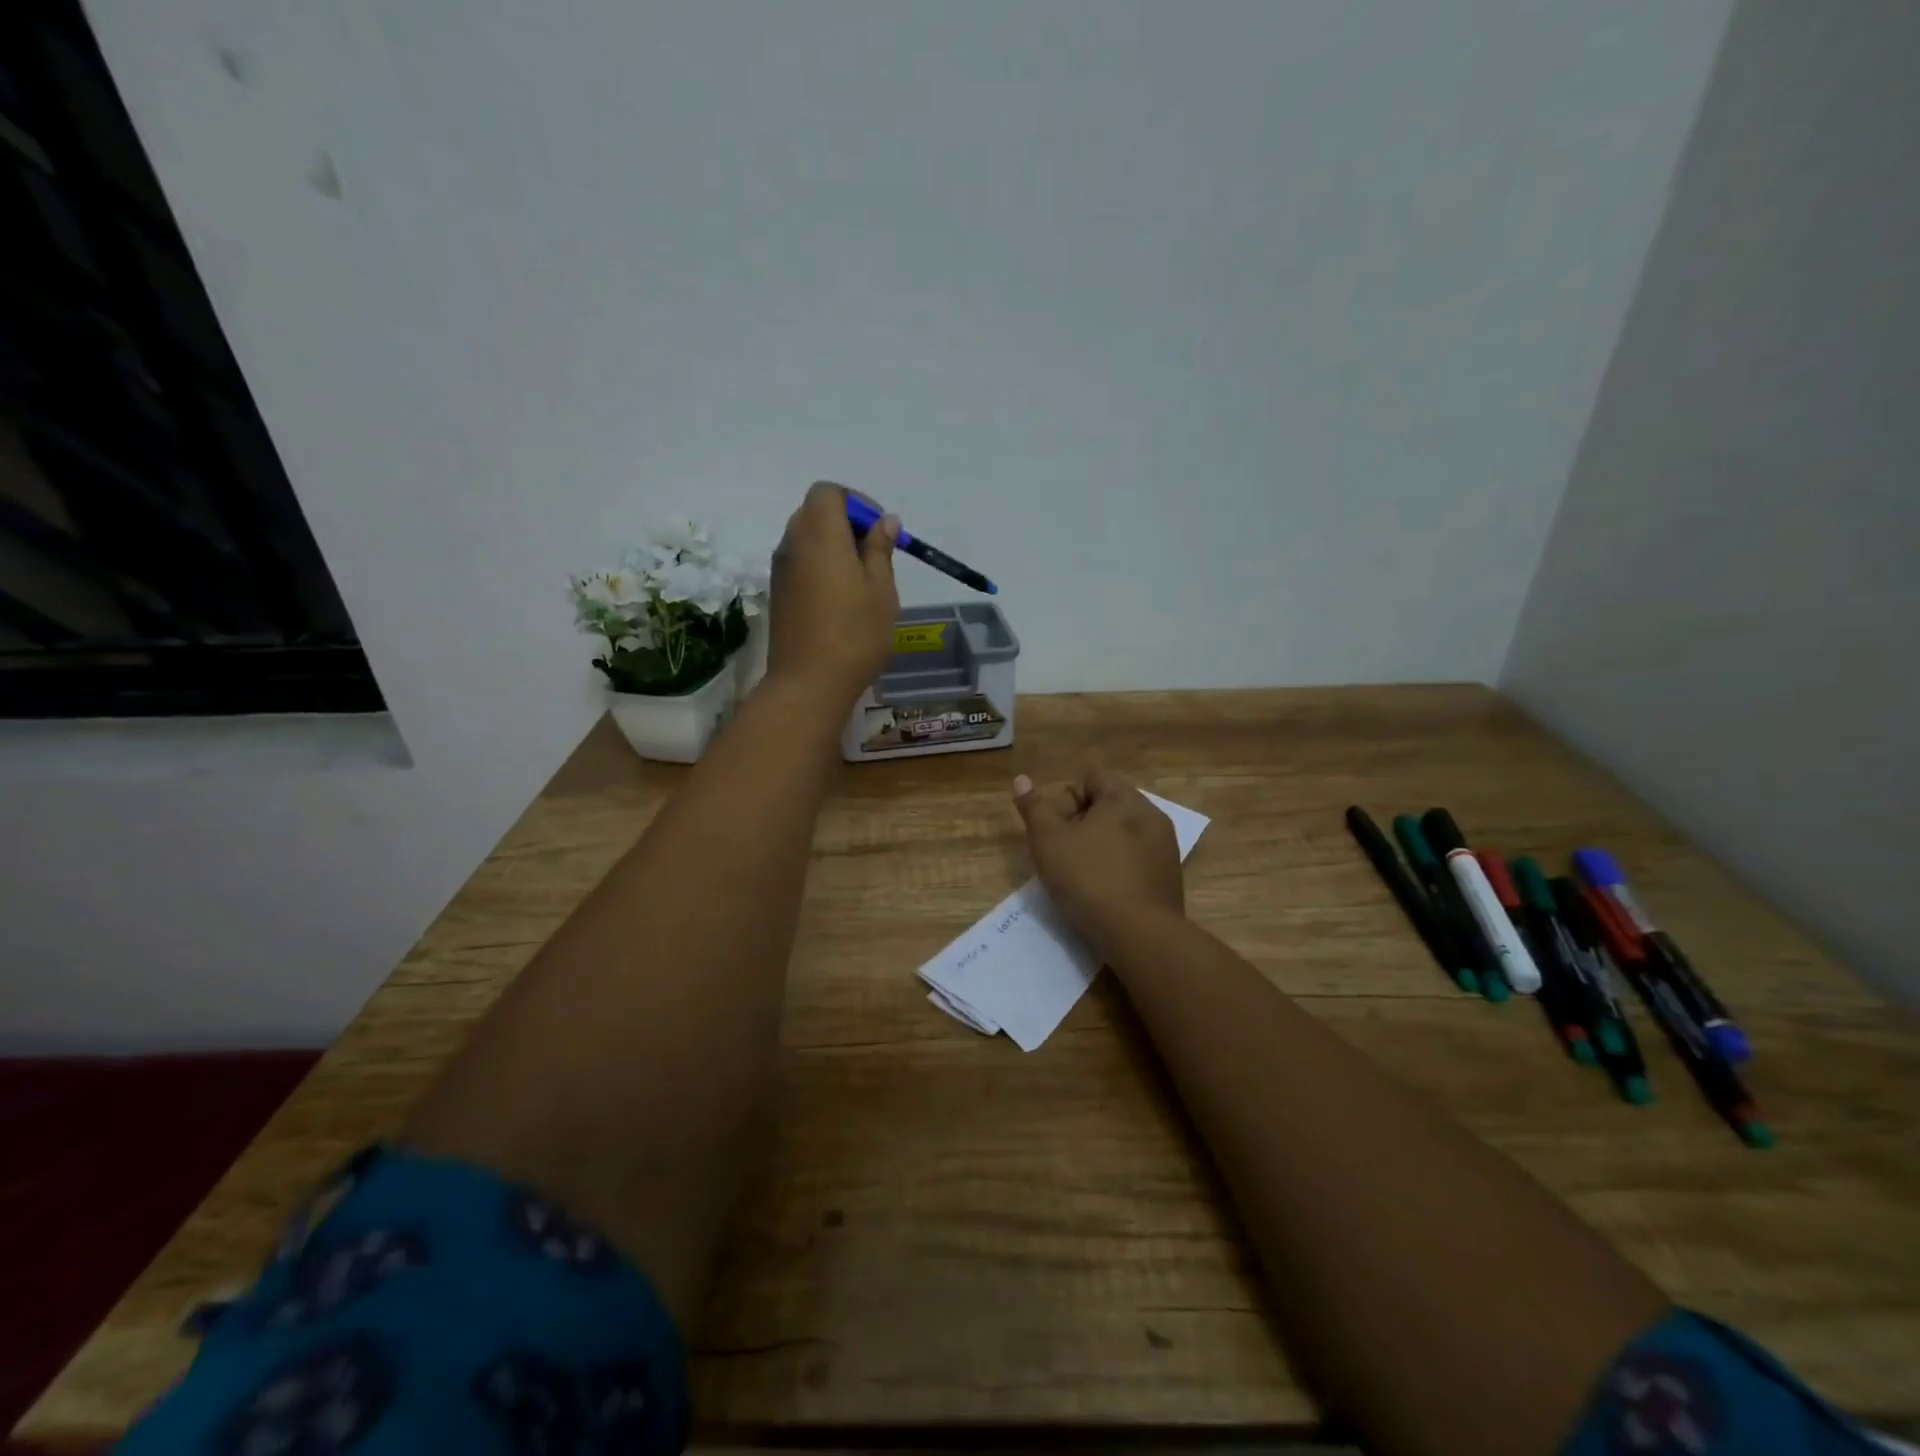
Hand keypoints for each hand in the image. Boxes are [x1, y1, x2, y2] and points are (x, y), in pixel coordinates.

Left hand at [767, 482, 899, 705]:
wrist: (808, 683)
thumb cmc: (855, 634)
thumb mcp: (881, 590)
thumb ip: (880, 549)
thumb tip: (884, 521)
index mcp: (820, 534)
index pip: (829, 492)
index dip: (857, 502)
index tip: (880, 530)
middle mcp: (793, 543)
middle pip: (815, 512)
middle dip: (846, 522)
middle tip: (875, 554)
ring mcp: (781, 570)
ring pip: (806, 538)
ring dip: (833, 545)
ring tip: (862, 579)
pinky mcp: (778, 593)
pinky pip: (800, 563)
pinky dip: (820, 565)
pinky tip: (841, 598)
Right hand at [1014, 768, 1183, 943]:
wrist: (1140, 935)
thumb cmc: (1089, 878)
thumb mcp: (1048, 840)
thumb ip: (1034, 807)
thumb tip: (1022, 779)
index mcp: (1124, 799)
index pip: (1092, 778)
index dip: (1066, 799)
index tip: (1054, 830)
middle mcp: (1151, 816)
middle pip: (1108, 805)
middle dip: (1081, 823)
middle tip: (1062, 853)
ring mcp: (1165, 848)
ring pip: (1123, 835)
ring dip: (1100, 847)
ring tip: (1080, 876)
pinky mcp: (1169, 879)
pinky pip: (1137, 861)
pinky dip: (1118, 869)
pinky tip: (1103, 893)